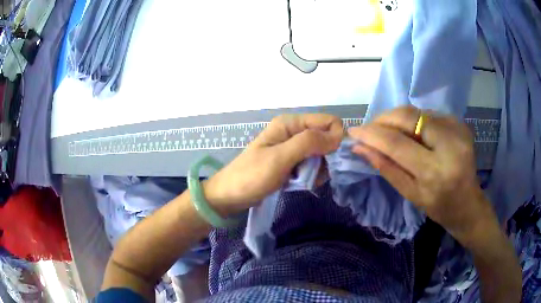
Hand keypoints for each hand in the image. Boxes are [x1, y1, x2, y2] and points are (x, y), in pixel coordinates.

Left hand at [205, 114, 343, 215]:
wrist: (230, 195)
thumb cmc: (252, 176)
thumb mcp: (280, 158)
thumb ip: (309, 143)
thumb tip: (339, 135)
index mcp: (290, 123)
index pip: (328, 122)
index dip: (335, 139)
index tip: (329, 160)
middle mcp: (293, 131)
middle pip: (326, 138)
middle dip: (326, 157)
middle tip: (312, 173)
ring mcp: (292, 147)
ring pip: (321, 153)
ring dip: (318, 169)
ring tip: (304, 180)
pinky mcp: (291, 162)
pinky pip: (312, 164)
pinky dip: (311, 175)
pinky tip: (300, 183)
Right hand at [348, 106, 498, 245]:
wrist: (469, 203)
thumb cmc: (439, 206)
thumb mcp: (410, 194)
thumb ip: (385, 168)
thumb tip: (359, 147)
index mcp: (435, 172)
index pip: (396, 143)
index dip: (371, 134)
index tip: (353, 130)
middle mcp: (449, 144)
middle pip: (408, 117)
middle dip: (383, 119)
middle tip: (370, 128)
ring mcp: (457, 129)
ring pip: (417, 111)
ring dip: (396, 118)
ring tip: (387, 130)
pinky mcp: (459, 122)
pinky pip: (428, 114)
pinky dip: (413, 120)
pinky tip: (410, 132)